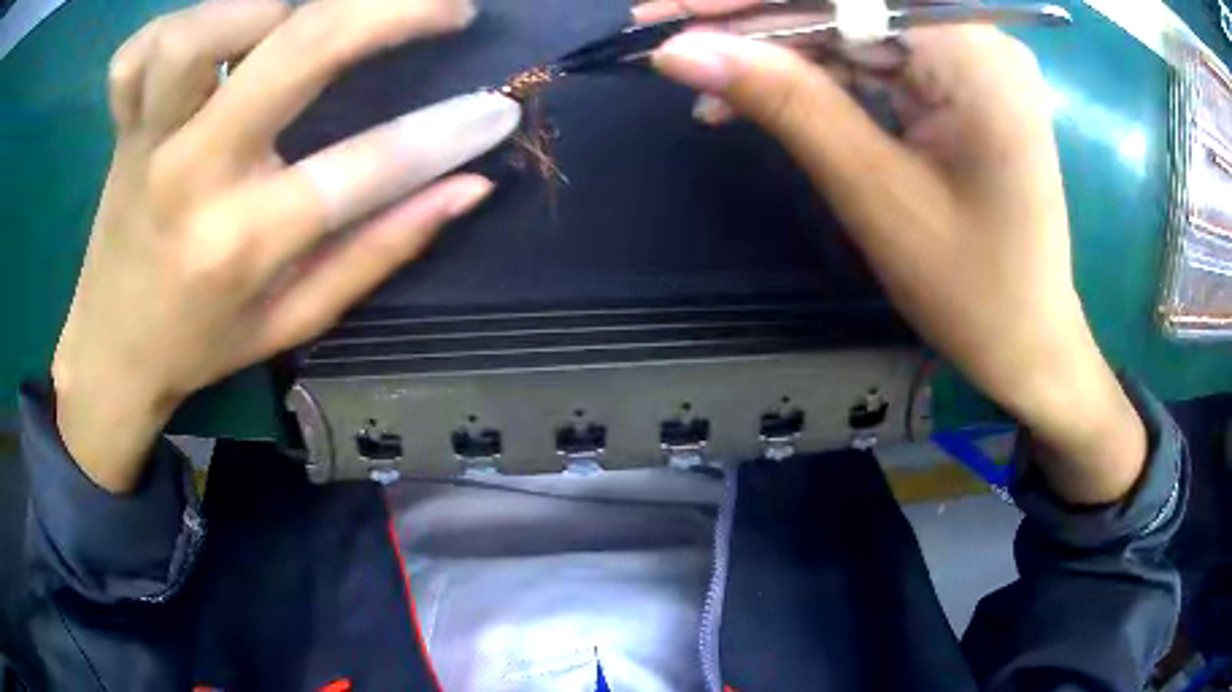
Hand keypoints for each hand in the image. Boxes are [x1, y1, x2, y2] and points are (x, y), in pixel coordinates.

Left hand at [52, 0, 520, 492]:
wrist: (112, 355)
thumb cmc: (202, 345)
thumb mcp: (294, 322)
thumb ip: (379, 251)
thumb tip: (467, 187)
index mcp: (244, 244)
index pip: (365, 167)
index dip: (447, 131)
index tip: (496, 108)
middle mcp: (193, 176)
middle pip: (298, 48)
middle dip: (391, 9)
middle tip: (443, 6)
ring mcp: (148, 141)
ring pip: (199, 32)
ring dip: (264, 7)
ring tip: (297, 18)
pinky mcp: (120, 127)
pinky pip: (134, 54)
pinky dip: (171, 28)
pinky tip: (205, 39)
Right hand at [651, 23, 1145, 502]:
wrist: (1030, 345)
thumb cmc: (972, 290)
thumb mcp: (875, 194)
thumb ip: (786, 104)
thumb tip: (683, 50)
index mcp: (974, 55)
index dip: (748, 2)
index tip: (662, 13)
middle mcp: (979, 39)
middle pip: (849, 9)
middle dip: (760, 26)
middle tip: (675, 46)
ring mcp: (974, 61)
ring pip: (856, 32)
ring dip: (784, 58)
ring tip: (713, 90)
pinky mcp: (963, 86)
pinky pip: (879, 62)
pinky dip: (823, 79)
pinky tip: (770, 99)